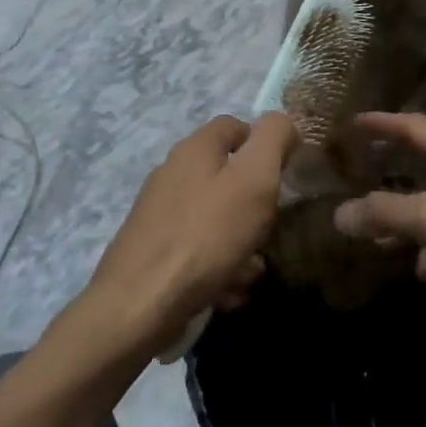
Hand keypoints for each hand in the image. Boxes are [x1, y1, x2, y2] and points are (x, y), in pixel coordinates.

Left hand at [80, 113, 295, 351]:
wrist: (140, 305)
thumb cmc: (206, 236)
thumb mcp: (254, 180)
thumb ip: (273, 140)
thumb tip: (281, 121)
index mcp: (195, 149)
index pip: (235, 125)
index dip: (264, 143)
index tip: (286, 173)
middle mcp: (172, 174)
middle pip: (226, 175)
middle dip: (255, 203)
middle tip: (271, 228)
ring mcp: (158, 213)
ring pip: (215, 217)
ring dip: (241, 241)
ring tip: (251, 271)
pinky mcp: (151, 250)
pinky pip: (198, 249)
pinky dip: (218, 266)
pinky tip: (227, 291)